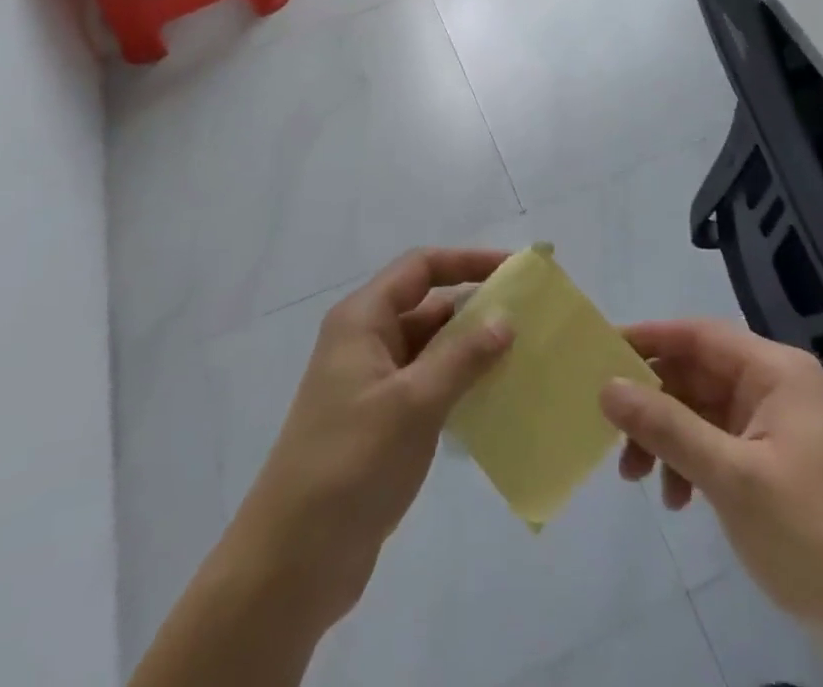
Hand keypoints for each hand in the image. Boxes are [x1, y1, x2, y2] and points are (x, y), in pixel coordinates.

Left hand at [227, 247, 513, 630]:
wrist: (293, 560)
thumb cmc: (352, 463)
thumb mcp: (414, 403)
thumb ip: (462, 357)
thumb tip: (505, 319)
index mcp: (362, 319)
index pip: (420, 268)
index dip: (466, 262)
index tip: (512, 270)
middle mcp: (364, 341)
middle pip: (426, 306)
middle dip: (474, 308)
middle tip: (529, 319)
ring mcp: (370, 383)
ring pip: (429, 349)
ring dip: (470, 350)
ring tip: (522, 358)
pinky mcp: (379, 422)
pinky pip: (426, 386)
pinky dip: (458, 385)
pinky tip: (494, 401)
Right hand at [601, 319, 822, 642]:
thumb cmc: (810, 533)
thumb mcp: (730, 478)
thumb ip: (667, 428)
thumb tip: (607, 387)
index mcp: (774, 371)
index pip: (698, 335)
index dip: (648, 339)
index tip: (601, 353)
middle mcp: (772, 384)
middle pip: (693, 372)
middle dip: (651, 403)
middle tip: (612, 433)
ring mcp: (771, 421)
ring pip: (697, 408)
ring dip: (664, 437)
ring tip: (636, 478)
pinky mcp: (768, 456)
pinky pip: (712, 439)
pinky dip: (687, 461)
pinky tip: (675, 498)